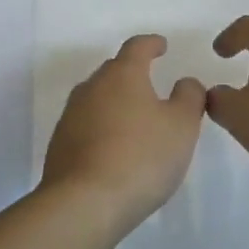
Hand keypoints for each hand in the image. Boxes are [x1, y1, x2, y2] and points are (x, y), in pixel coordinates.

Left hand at [41, 35, 207, 228]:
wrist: (83, 204)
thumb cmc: (141, 157)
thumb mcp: (182, 126)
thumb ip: (189, 97)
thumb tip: (185, 82)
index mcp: (123, 75)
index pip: (137, 47)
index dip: (151, 44)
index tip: (161, 46)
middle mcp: (92, 87)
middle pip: (114, 71)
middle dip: (133, 74)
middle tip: (151, 87)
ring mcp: (71, 115)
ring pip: (97, 98)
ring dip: (115, 103)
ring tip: (134, 121)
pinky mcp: (59, 144)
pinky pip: (86, 125)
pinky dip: (102, 129)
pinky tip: (113, 149)